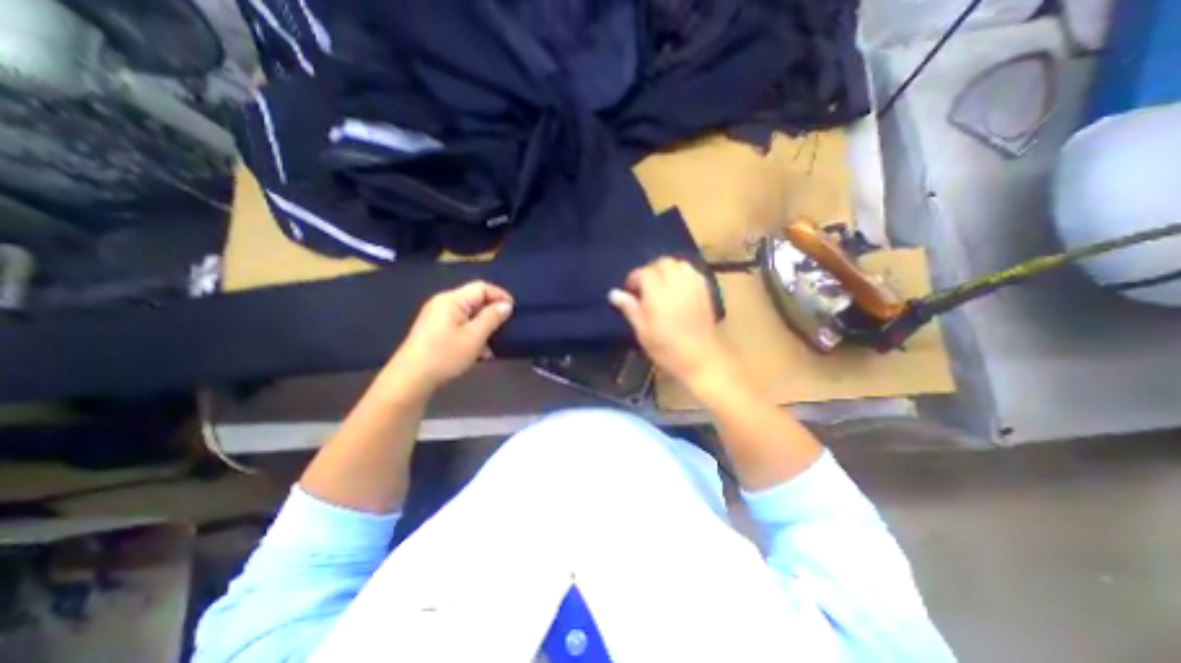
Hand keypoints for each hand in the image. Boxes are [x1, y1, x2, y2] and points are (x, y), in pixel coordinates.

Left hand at [381, 277, 513, 394]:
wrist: (411, 378)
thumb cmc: (445, 355)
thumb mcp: (474, 336)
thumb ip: (492, 318)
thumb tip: (506, 305)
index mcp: (452, 299)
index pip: (481, 287)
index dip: (500, 295)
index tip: (515, 311)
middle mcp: (443, 303)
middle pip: (475, 299)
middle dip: (492, 312)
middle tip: (507, 327)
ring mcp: (437, 317)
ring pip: (469, 314)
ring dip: (484, 325)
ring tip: (495, 342)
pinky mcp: (435, 330)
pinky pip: (460, 325)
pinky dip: (473, 333)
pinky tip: (481, 351)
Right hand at [609, 257, 730, 386]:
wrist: (700, 358)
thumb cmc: (667, 348)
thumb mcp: (642, 331)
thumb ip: (630, 308)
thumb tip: (614, 293)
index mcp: (658, 292)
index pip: (643, 273)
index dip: (634, 279)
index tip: (629, 291)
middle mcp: (676, 283)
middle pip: (662, 263)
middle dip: (650, 271)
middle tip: (644, 287)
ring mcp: (693, 285)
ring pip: (678, 264)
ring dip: (667, 270)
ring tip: (661, 285)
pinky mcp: (705, 290)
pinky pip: (692, 271)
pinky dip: (682, 273)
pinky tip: (678, 287)